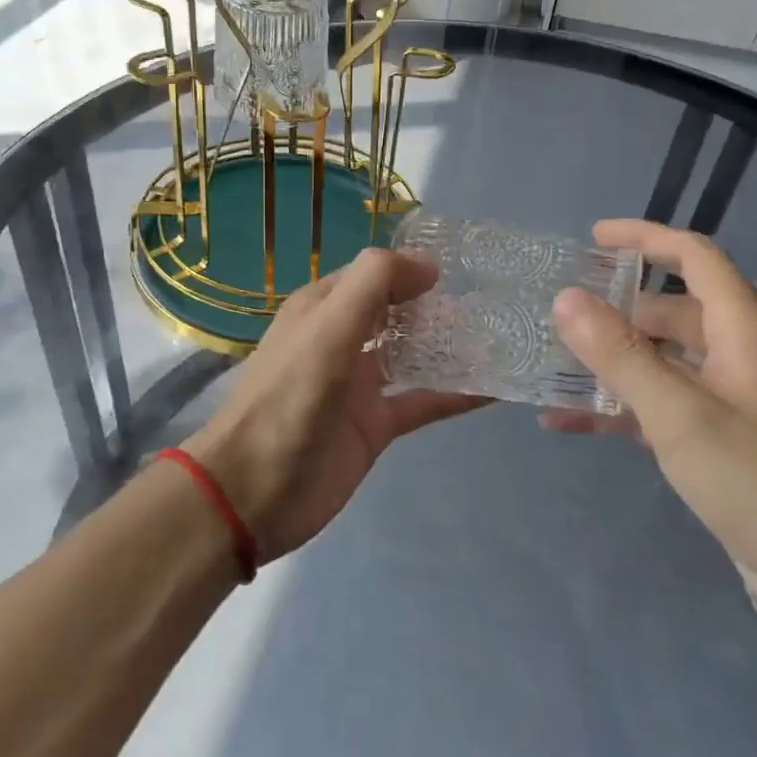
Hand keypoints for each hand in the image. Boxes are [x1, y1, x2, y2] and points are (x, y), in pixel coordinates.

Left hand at [183, 248, 485, 562]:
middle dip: (438, 306)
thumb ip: (373, 284)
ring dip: (450, 346)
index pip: (373, 274)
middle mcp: (342, 340)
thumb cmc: (289, 398)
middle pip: (397, 313)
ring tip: (503, 336)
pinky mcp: (374, 426)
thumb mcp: (328, 328)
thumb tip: (428, 264)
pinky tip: (494, 388)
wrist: (254, 492)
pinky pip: (422, 401)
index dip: (413, 268)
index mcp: (322, 309)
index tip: (465, 269)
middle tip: (494, 301)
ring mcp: (359, 385)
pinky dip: (454, 394)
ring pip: (413, 355)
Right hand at [547, 220, 756, 638]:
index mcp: (744, 332)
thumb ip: (619, 355)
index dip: (646, 238)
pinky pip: (664, 411)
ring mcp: (734, 405)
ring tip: (552, 364)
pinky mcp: (725, 448)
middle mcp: (742, 358)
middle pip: (673, 312)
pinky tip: (569, 424)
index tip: (593, 238)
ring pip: (664, 364)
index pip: (695, 259)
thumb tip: (567, 298)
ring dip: (612, 363)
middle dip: (616, 310)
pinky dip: (621, 411)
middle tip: (557, 316)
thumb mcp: (680, 414)